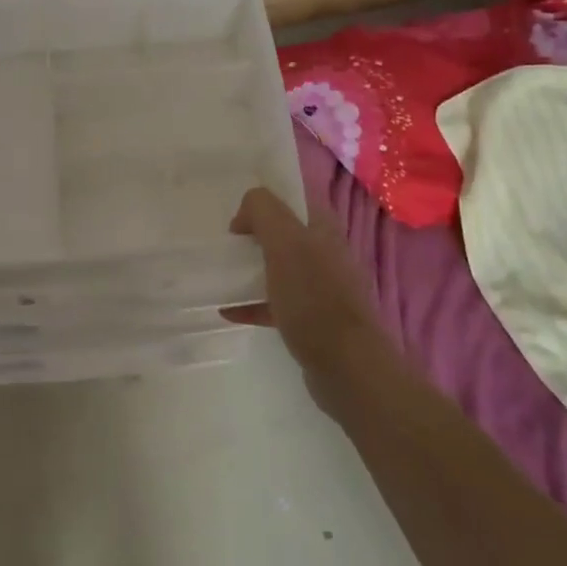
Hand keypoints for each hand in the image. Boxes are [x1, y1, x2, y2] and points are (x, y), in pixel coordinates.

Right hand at [223, 188, 400, 423]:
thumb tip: (246, 212)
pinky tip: (228, 311)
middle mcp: (326, 253)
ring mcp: (321, 288)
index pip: (292, 199)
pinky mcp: (312, 320)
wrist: (346, 366)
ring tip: (220, 277)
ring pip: (279, 269)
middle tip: (225, 247)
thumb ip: (264, 212)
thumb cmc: (314, 299)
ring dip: (250, 270)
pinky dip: (252, 304)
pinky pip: (276, 303)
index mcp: (323, 229)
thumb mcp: (285, 243)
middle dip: (252, 237)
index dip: (263, 202)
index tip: (236, 220)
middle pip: (284, 234)